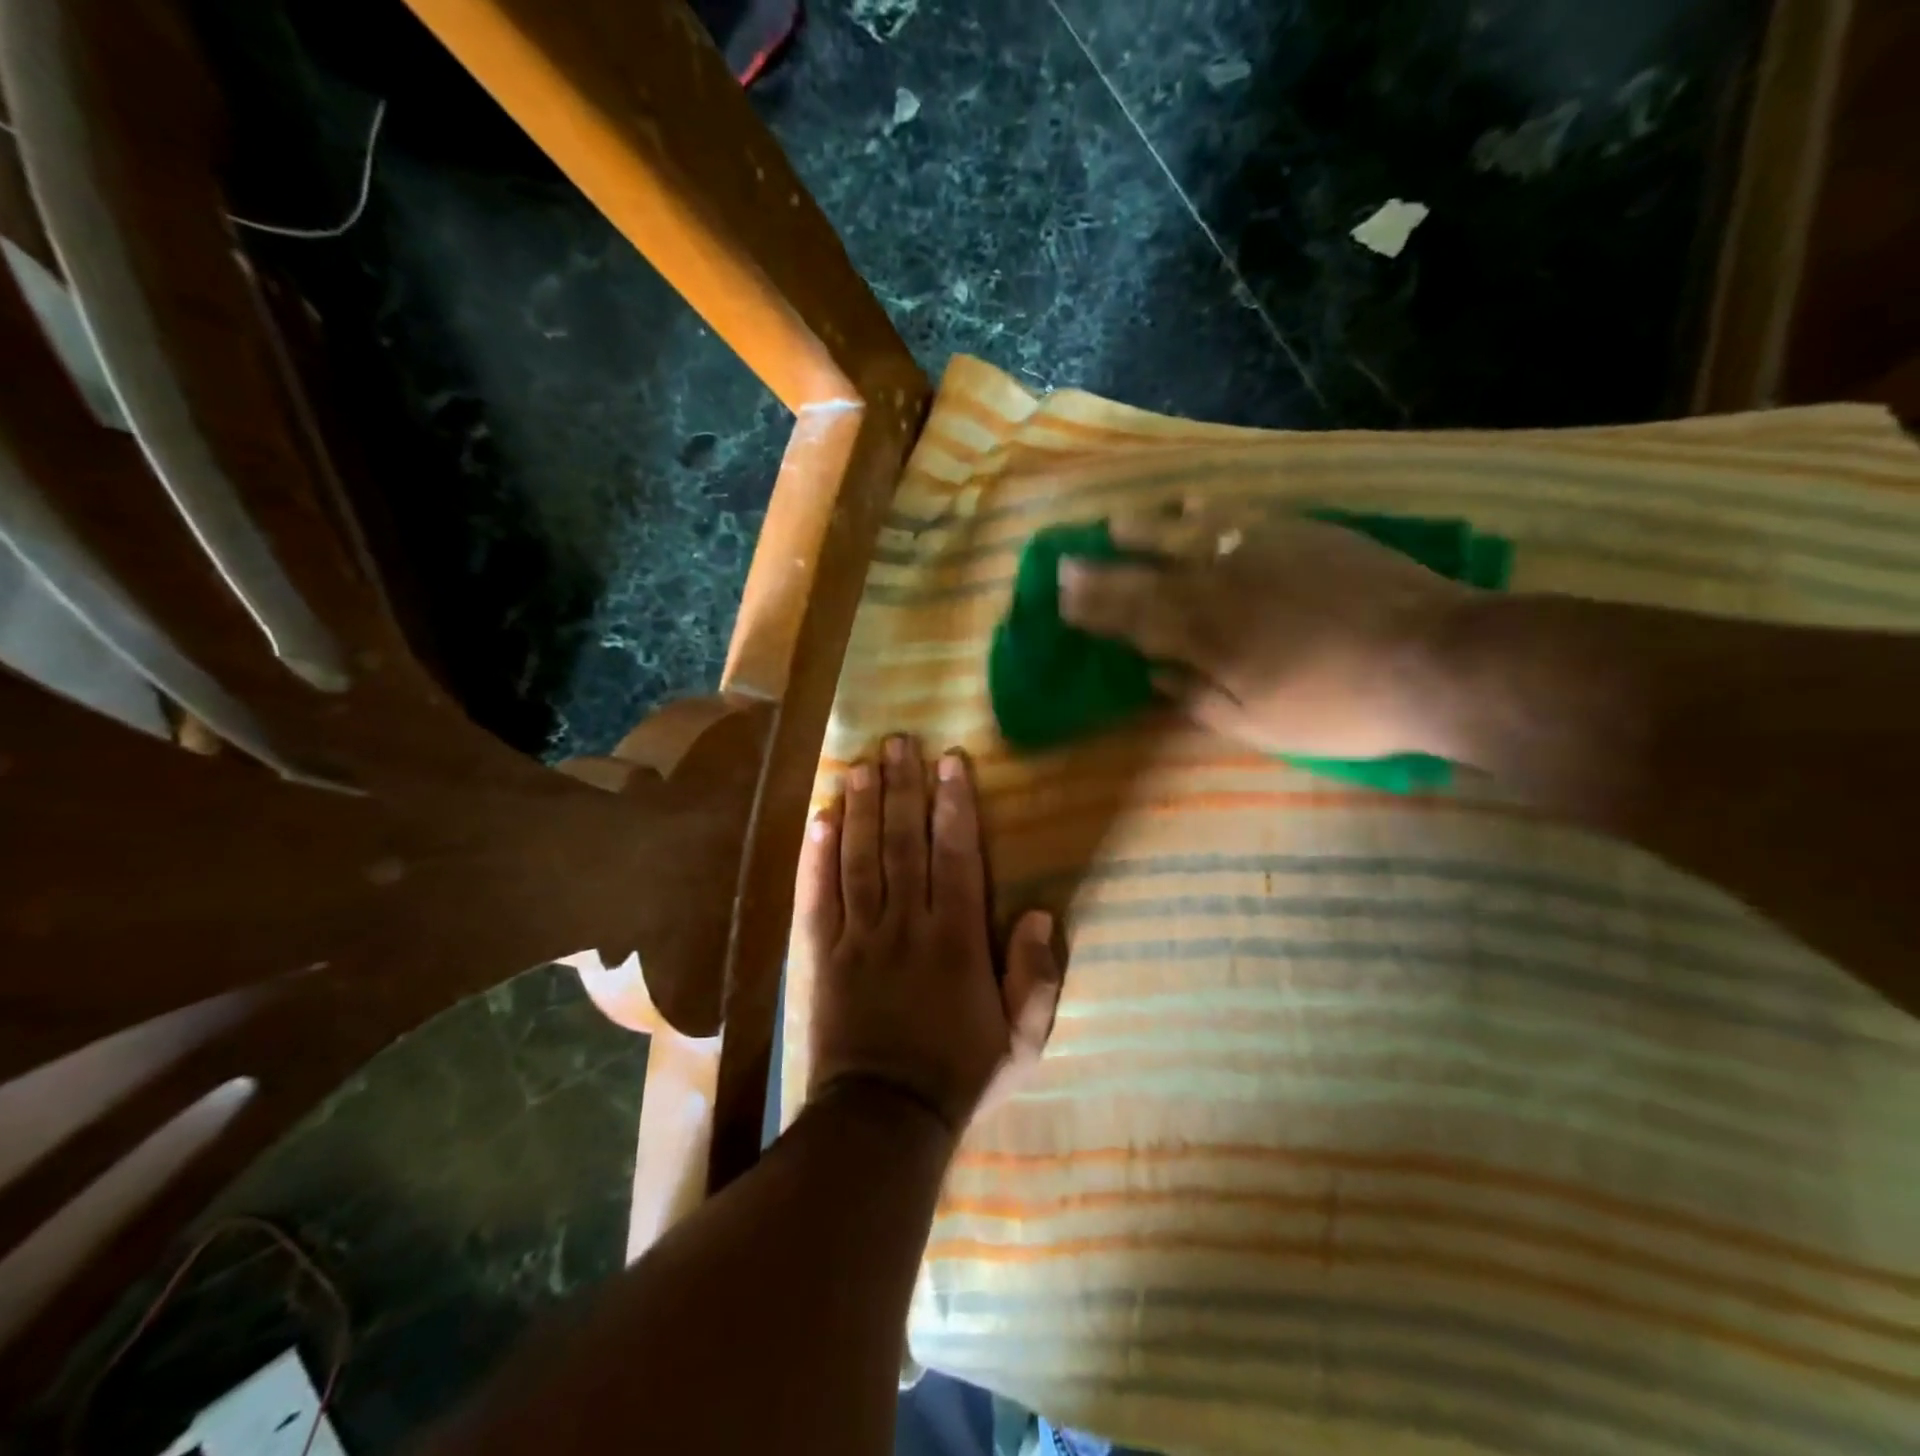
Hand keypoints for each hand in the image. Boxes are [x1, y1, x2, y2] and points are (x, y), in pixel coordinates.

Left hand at [798, 735, 1063, 1135]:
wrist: (883, 1121)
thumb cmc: (960, 1076)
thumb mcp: (1022, 1042)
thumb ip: (1037, 978)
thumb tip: (1042, 914)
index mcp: (957, 940)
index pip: (956, 856)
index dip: (954, 805)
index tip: (950, 762)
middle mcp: (907, 925)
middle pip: (905, 843)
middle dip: (904, 788)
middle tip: (899, 742)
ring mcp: (859, 938)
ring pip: (860, 858)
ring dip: (862, 808)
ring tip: (861, 764)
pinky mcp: (821, 955)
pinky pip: (818, 896)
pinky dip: (817, 856)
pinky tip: (820, 818)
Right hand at [1057, 505, 1474, 758]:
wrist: (1436, 660)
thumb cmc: (1340, 708)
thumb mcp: (1260, 726)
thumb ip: (1198, 699)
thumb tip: (1153, 675)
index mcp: (1209, 639)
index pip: (1135, 620)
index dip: (1096, 612)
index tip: (1062, 601)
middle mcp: (1223, 586)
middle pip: (1149, 577)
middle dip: (1102, 573)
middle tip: (1064, 562)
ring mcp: (1262, 552)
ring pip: (1188, 534)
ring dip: (1145, 531)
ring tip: (1114, 524)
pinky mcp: (1302, 532)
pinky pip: (1240, 512)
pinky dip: (1208, 507)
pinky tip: (1190, 501)